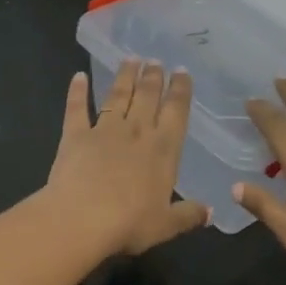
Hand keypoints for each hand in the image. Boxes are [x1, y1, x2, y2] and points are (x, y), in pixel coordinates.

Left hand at [45, 60, 208, 255]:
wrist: (82, 218)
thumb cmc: (130, 223)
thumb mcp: (166, 225)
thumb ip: (188, 215)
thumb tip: (211, 212)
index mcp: (163, 150)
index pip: (176, 112)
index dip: (180, 90)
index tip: (181, 72)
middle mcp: (136, 132)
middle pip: (147, 96)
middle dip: (153, 77)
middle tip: (155, 60)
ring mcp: (104, 130)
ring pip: (117, 96)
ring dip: (125, 76)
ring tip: (130, 59)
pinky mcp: (75, 135)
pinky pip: (77, 108)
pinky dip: (77, 91)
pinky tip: (78, 76)